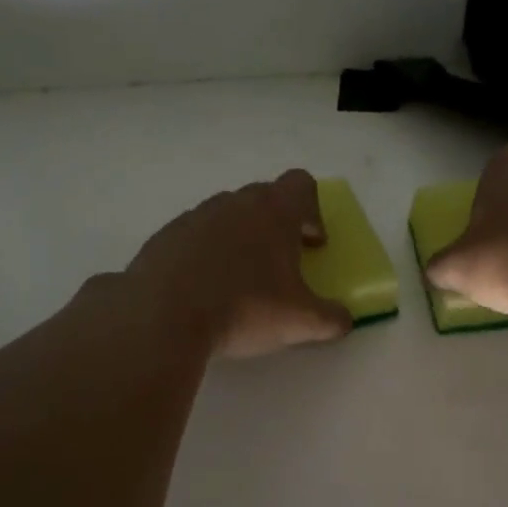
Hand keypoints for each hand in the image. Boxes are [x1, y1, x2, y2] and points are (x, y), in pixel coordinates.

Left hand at [126, 168, 352, 358]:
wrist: (163, 316)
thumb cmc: (244, 308)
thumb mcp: (301, 321)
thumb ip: (332, 318)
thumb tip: (344, 320)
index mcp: (273, 211)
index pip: (302, 185)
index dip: (314, 211)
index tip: (312, 245)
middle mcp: (233, 203)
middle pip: (263, 198)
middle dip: (277, 226)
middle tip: (281, 265)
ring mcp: (194, 217)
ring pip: (227, 216)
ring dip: (240, 239)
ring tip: (239, 281)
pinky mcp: (164, 238)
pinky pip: (195, 238)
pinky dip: (205, 256)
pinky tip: (203, 291)